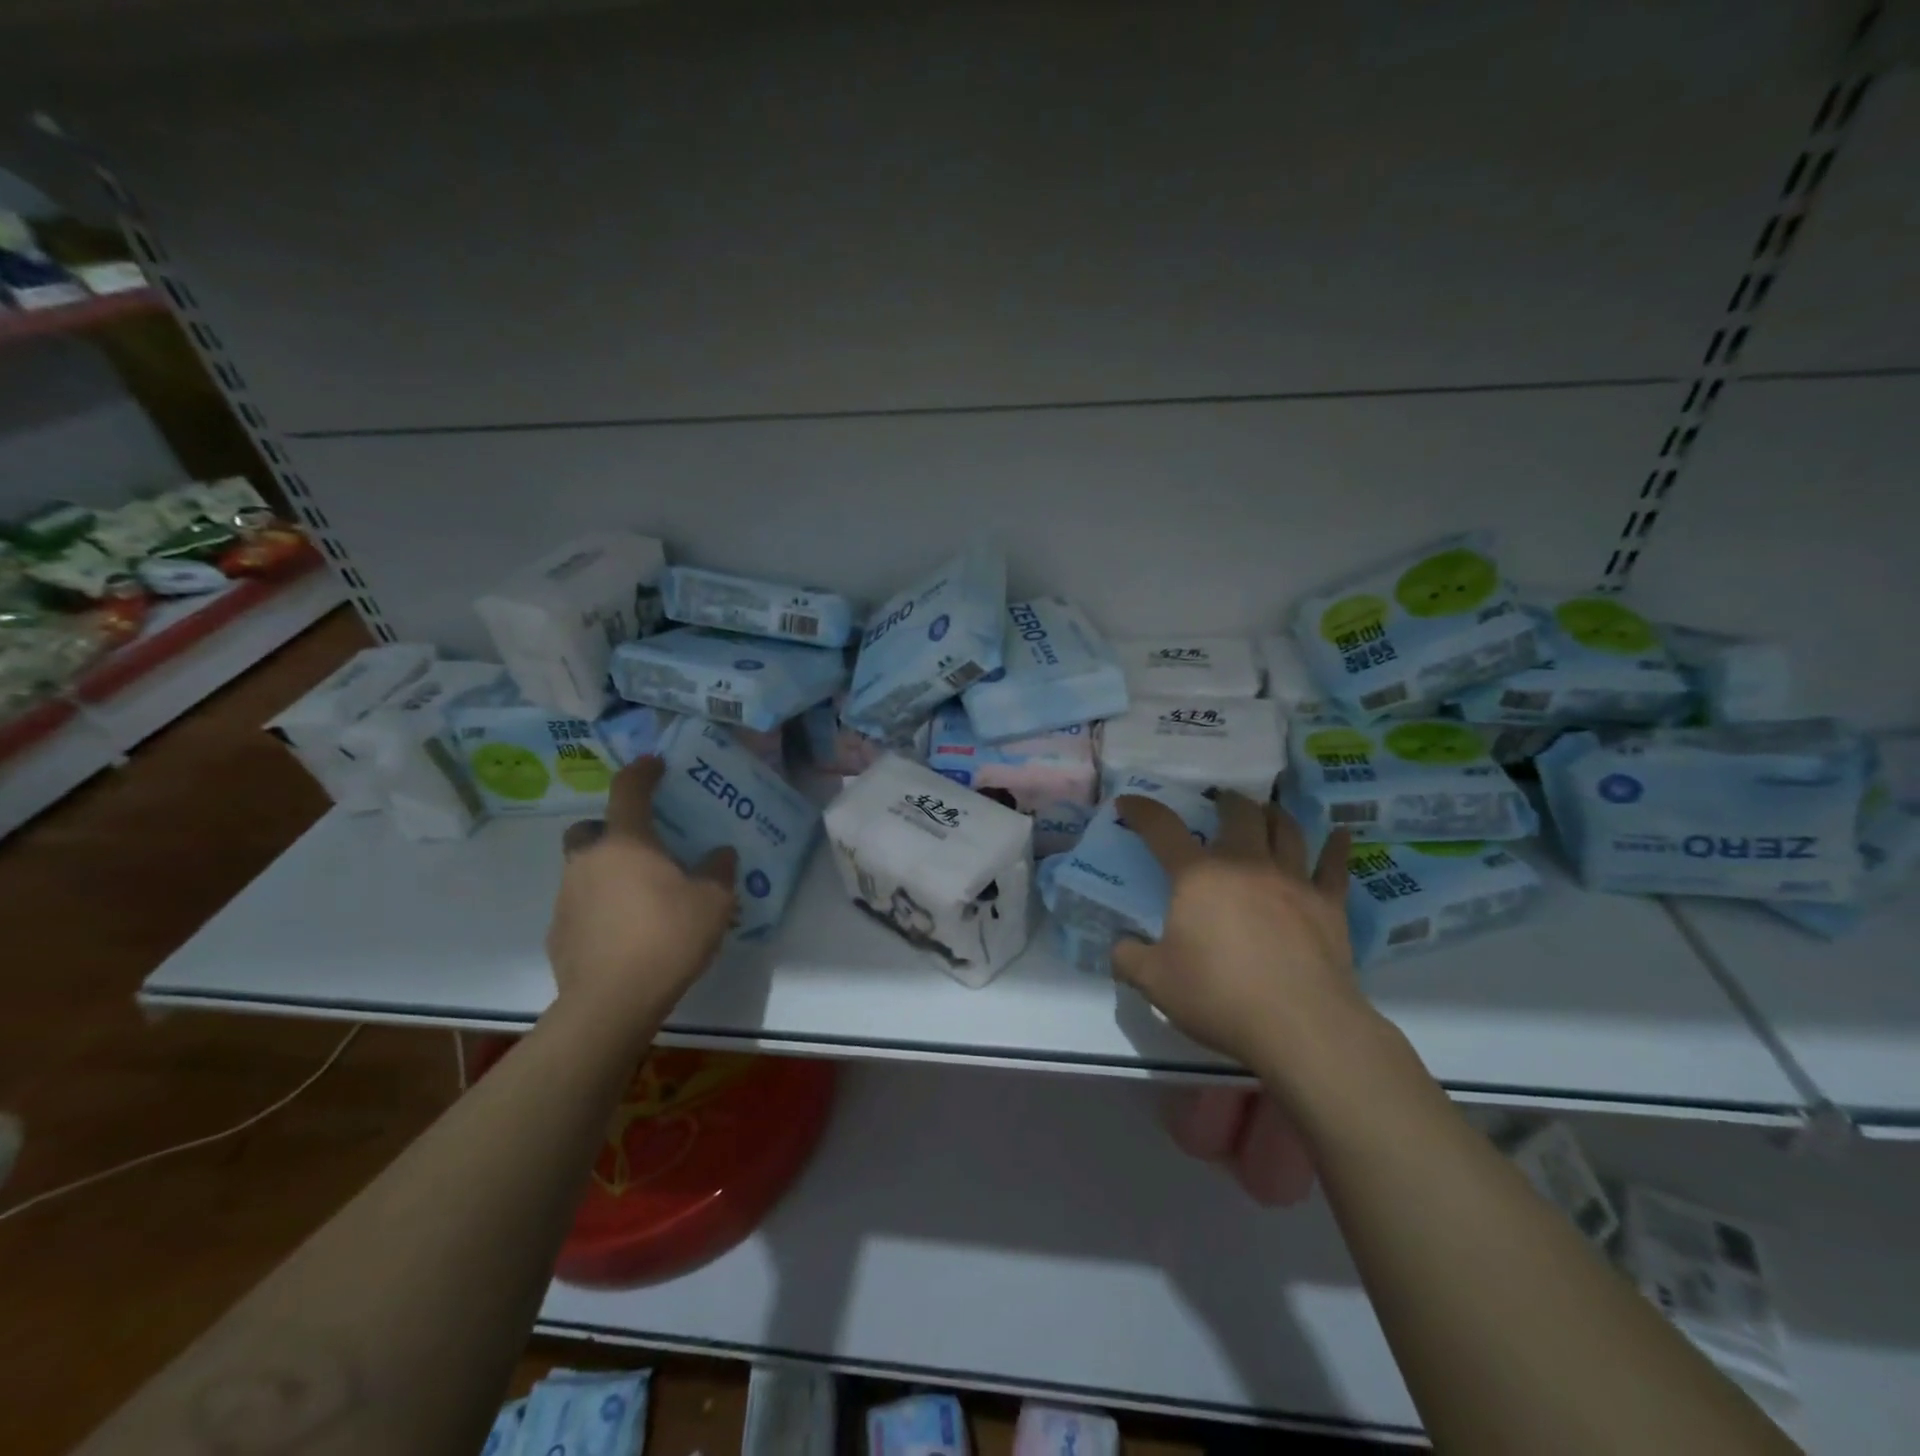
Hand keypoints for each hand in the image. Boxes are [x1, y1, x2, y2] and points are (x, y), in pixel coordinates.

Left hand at [545, 757, 737, 1025]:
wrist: (611, 1002)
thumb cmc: (667, 937)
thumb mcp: (713, 901)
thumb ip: (719, 870)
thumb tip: (720, 853)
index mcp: (627, 843)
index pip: (629, 791)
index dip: (643, 772)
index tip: (654, 764)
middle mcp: (589, 861)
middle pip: (589, 829)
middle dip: (609, 829)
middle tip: (641, 847)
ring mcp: (567, 898)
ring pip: (583, 869)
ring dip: (607, 872)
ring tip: (641, 897)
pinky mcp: (559, 933)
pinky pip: (580, 906)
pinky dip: (599, 908)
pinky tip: (625, 932)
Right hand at [1112, 791, 1366, 1077]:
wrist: (1301, 1025)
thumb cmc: (1219, 996)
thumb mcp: (1155, 982)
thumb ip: (1128, 958)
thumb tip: (1119, 946)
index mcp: (1198, 876)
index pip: (1163, 829)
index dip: (1142, 811)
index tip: (1128, 802)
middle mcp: (1246, 865)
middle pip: (1239, 814)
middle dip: (1226, 802)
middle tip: (1220, 803)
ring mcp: (1292, 881)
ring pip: (1286, 830)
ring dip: (1274, 814)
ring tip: (1268, 810)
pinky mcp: (1328, 906)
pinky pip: (1335, 867)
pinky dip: (1337, 847)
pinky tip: (1342, 834)